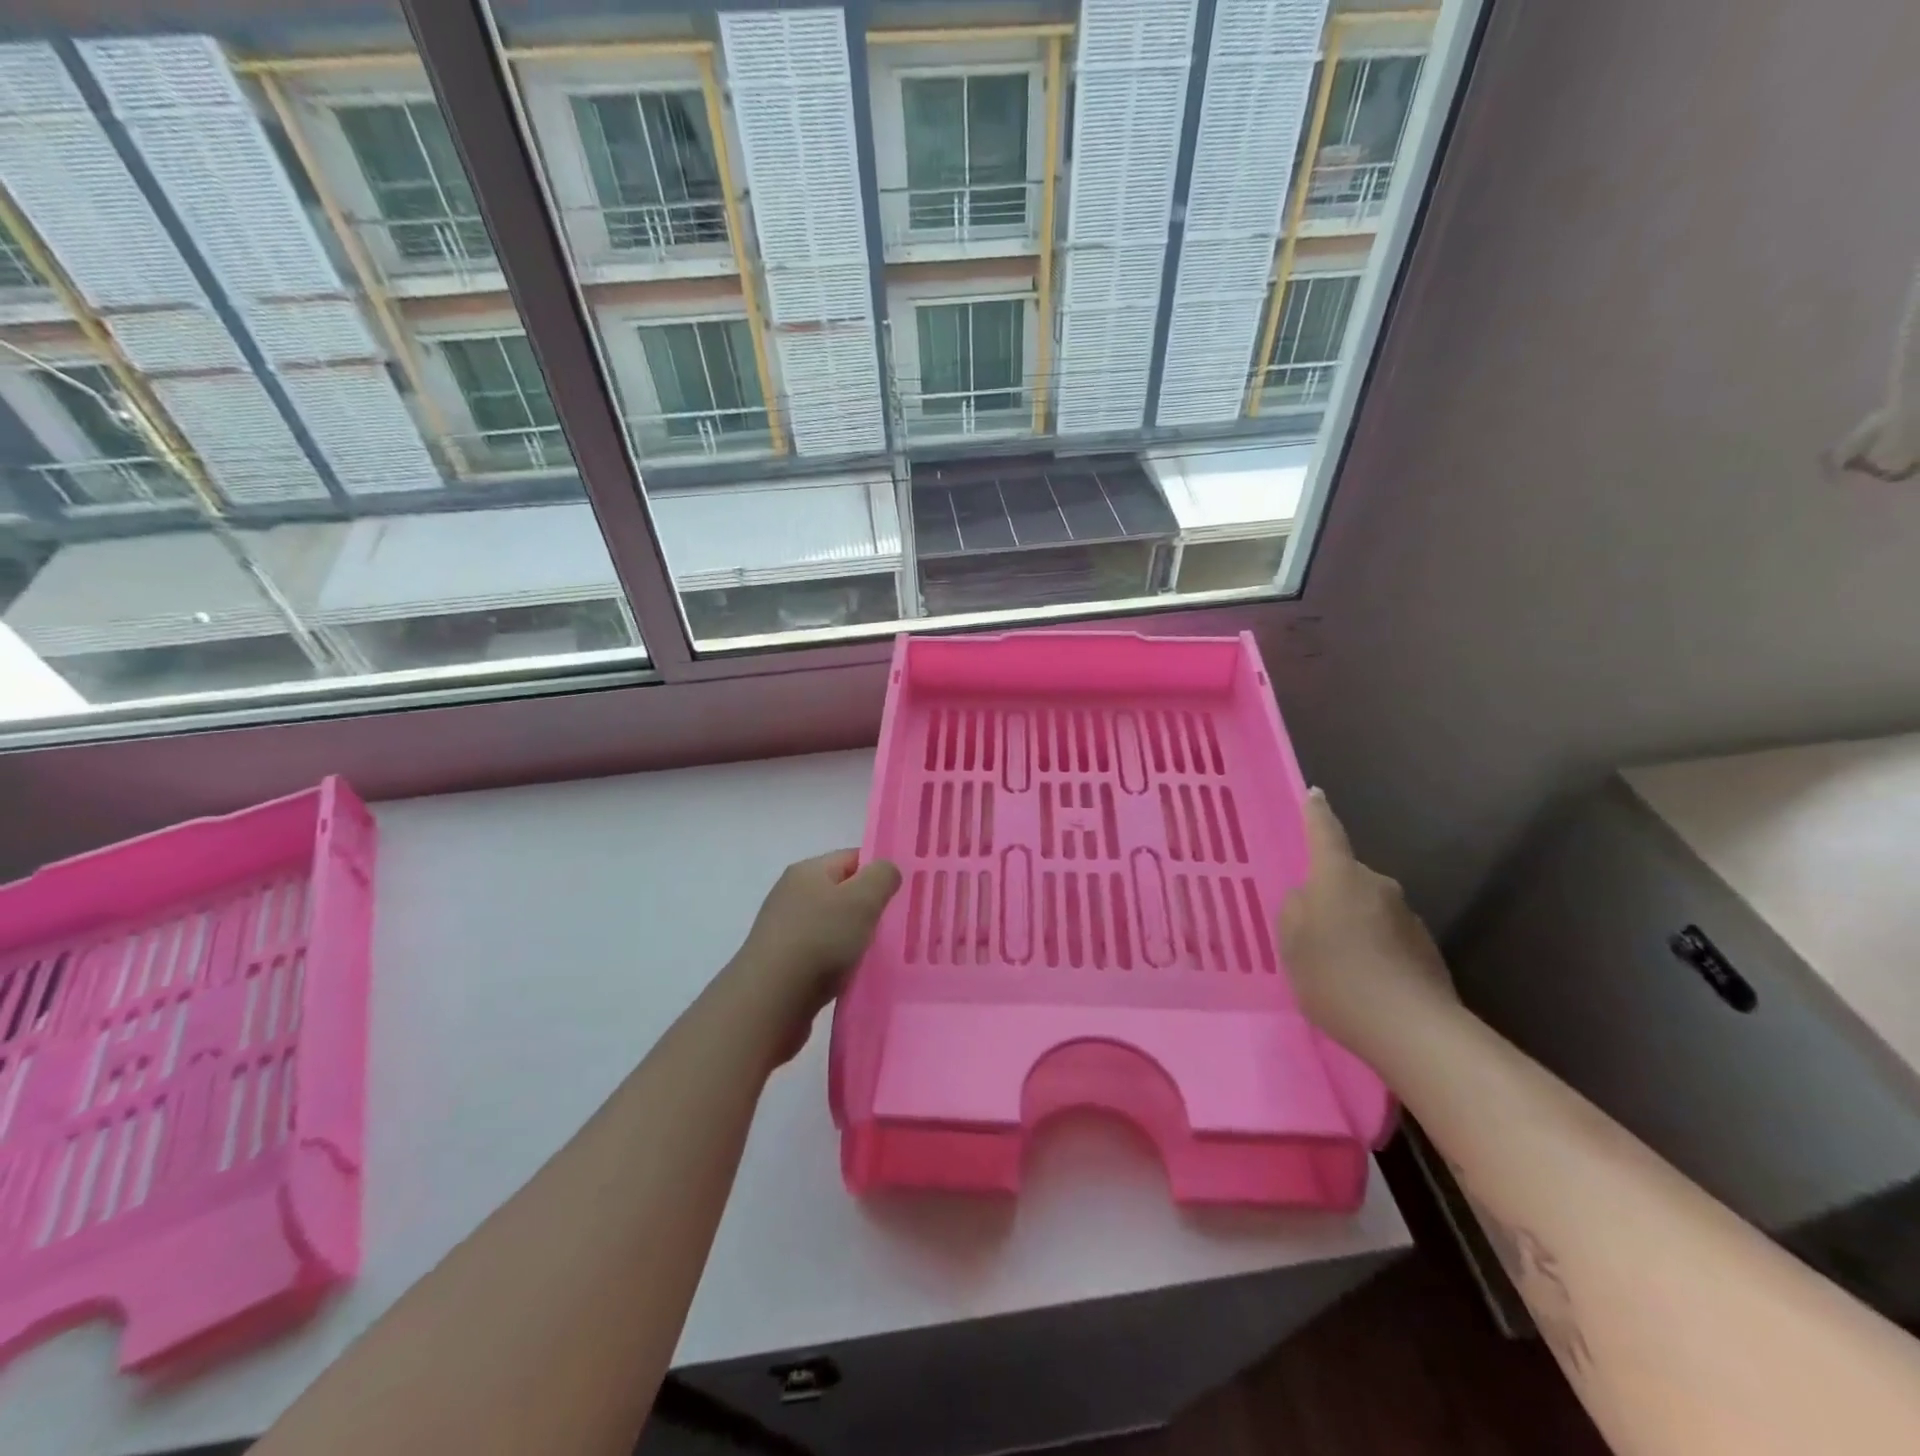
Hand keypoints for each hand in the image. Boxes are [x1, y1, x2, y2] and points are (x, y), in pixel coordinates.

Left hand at [729, 850, 901, 1034]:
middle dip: (868, 908)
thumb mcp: (863, 899)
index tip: (901, 896)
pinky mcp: (781, 962)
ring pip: (831, 925)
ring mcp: (784, 929)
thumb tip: (886, 871)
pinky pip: (820, 953)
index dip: (879, 872)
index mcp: (808, 870)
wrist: (770, 1000)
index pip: (853, 858)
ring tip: (873, 955)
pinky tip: (849, 976)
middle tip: (893, 926)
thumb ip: (882, 877)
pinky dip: (837, 962)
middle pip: (842, 892)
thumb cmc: (820, 939)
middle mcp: (792, 894)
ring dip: (852, 938)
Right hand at [1278, 789, 1457, 1055]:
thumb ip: (1294, 911)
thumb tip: (1309, 898)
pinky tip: (1365, 984)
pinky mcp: (1426, 949)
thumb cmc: (1336, 977)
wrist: (1412, 1030)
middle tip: (1312, 931)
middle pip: (1347, 879)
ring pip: (1368, 910)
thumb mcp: (1291, 944)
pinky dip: (1375, 951)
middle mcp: (1377, 886)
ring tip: (1339, 967)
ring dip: (1354, 926)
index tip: (1315, 794)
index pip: (1325, 834)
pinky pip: (1388, 937)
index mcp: (1338, 877)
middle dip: (1331, 895)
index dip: (1316, 814)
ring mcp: (1407, 916)